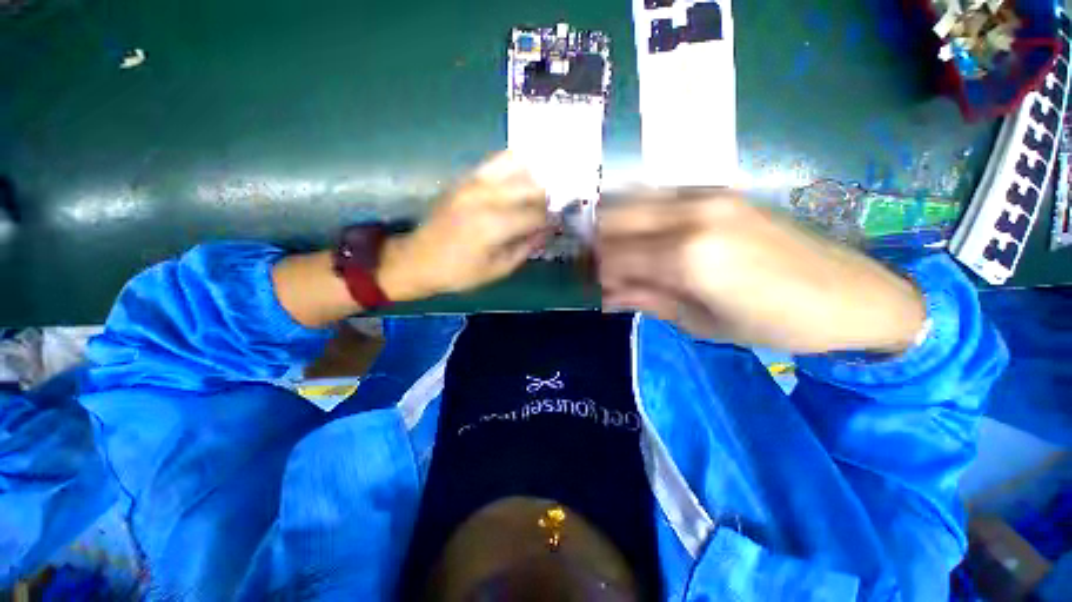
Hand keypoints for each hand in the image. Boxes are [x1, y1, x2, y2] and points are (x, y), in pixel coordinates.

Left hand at [378, 152, 550, 300]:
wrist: (417, 260)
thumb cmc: (459, 273)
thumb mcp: (498, 270)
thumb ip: (526, 247)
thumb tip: (548, 230)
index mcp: (494, 225)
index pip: (537, 214)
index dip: (551, 220)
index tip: (556, 226)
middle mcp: (487, 196)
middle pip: (532, 186)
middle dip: (547, 199)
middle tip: (550, 211)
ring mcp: (474, 182)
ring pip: (518, 165)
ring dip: (534, 178)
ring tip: (539, 192)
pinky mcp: (465, 178)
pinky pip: (497, 161)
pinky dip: (515, 166)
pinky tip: (522, 178)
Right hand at [596, 191, 925, 353]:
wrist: (850, 293)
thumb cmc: (773, 323)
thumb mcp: (700, 323)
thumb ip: (647, 300)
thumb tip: (606, 293)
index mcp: (686, 258)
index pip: (613, 256)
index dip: (594, 272)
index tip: (590, 284)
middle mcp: (690, 216)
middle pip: (614, 217)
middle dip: (596, 242)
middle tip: (596, 265)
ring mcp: (706, 196)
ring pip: (632, 199)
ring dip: (614, 224)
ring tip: (616, 251)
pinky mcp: (719, 191)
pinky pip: (658, 196)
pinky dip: (638, 214)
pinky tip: (644, 235)